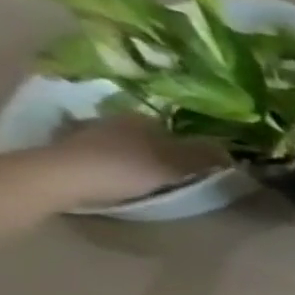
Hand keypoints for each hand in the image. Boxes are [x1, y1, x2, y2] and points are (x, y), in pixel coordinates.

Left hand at [36, 116, 223, 208]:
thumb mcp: (177, 163)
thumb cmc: (127, 167)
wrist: (63, 177)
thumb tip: (231, 151)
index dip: (189, 144)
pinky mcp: (72, 148)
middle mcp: (115, 118)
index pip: (175, 128)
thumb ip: (205, 156)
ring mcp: (89, 132)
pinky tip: (122, 175)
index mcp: (142, 117)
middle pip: (150, 135)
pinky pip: (106, 153)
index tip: (199, 162)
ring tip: (150, 174)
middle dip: (162, 148)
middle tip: (177, 169)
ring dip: (139, 155)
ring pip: (127, 143)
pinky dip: (117, 162)